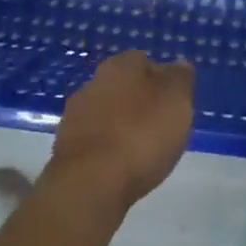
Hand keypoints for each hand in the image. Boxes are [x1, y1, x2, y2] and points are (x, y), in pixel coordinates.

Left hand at [48, 51, 194, 210]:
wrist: (89, 183)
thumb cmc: (141, 135)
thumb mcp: (176, 102)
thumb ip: (181, 79)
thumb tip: (179, 64)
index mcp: (121, 64)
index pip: (145, 61)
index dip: (163, 81)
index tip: (174, 105)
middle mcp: (94, 80)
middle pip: (124, 86)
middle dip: (140, 103)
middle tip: (160, 128)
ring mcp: (76, 113)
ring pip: (107, 112)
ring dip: (121, 125)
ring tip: (141, 152)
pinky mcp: (65, 146)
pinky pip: (95, 139)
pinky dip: (107, 149)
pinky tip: (119, 167)